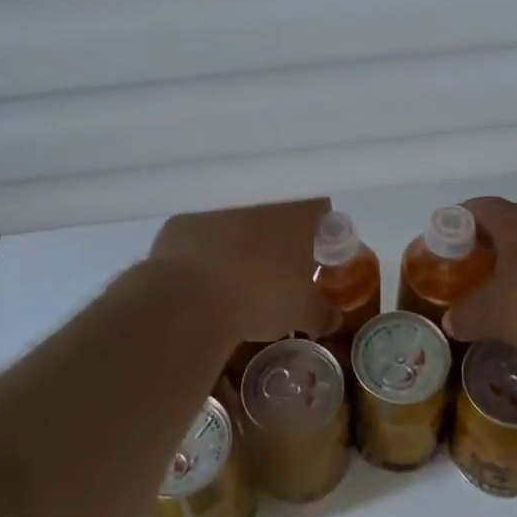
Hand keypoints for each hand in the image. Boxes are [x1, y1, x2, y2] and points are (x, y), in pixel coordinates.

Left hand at [147, 198, 338, 347]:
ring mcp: (219, 204)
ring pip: (239, 217)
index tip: (314, 254)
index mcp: (297, 210)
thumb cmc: (261, 297)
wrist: (190, 298)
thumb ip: (323, 313)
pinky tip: (204, 274)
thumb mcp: (303, 313)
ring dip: (242, 237)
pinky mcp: (183, 218)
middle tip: (277, 266)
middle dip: (279, 233)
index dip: (319, 230)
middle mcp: (260, 197)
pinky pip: (204, 228)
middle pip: (278, 208)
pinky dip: (207, 245)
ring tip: (238, 273)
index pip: (319, 207)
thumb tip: (332, 319)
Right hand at [444, 197, 516, 361]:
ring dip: (512, 264)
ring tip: (497, 294)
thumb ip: (466, 316)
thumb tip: (451, 322)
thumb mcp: (494, 314)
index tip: (442, 246)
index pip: (476, 207)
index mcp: (513, 221)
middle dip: (482, 247)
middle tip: (465, 272)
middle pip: (504, 225)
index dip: (454, 222)